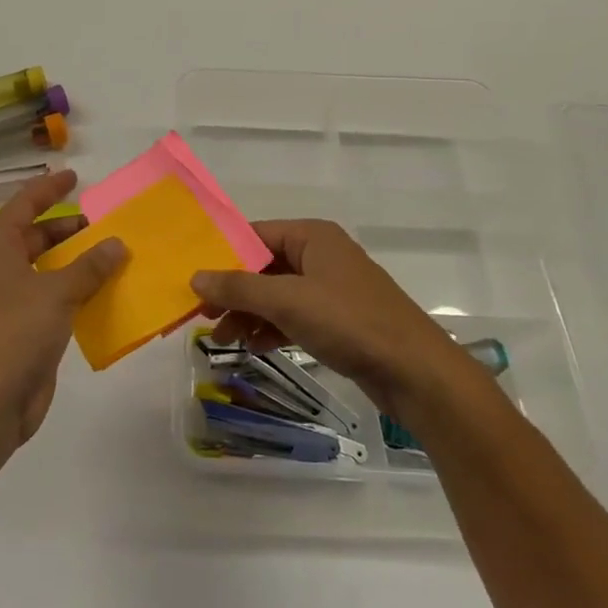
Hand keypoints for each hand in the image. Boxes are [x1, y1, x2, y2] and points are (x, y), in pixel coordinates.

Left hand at [0, 169, 126, 454]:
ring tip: (113, 254)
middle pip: (35, 236)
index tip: (75, 176)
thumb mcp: (56, 293)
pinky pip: (52, 298)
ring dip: (76, 261)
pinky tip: (104, 292)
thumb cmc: (15, 334)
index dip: (48, 189)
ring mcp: (9, 301)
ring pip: (46, 269)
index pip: (23, 205)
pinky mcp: (22, 330)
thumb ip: (89, 266)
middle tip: (105, 223)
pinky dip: (75, 290)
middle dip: (68, 228)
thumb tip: (117, 244)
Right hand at [191, 219, 476, 413]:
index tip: (192, 278)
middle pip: (264, 266)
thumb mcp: (288, 301)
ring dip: (248, 313)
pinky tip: (252, 346)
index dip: (222, 255)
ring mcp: (331, 289)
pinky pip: (293, 316)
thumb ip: (239, 286)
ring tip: (221, 338)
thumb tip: (195, 276)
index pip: (255, 235)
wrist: (416, 372)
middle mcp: (321, 255)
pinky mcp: (338, 320)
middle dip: (233, 290)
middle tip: (201, 314)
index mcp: (312, 236)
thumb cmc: (350, 322)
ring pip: (277, 294)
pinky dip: (271, 328)